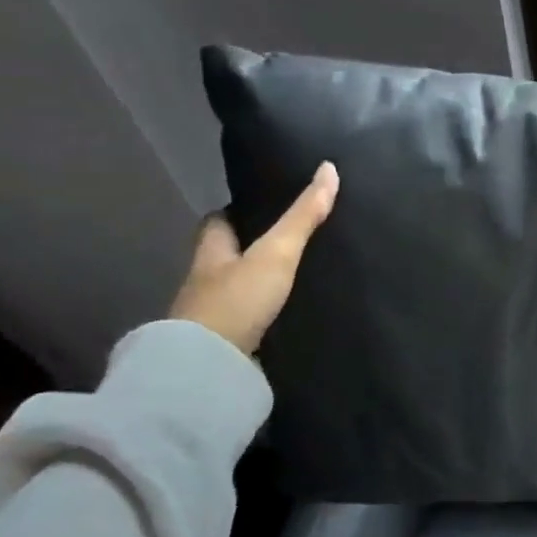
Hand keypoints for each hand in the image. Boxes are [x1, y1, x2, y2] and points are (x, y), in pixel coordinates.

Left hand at [170, 162, 338, 354]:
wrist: (210, 368)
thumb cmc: (237, 300)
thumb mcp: (276, 252)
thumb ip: (302, 216)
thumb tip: (329, 168)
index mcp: (211, 251)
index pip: (219, 222)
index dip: (240, 212)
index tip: (268, 206)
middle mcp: (207, 280)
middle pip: (230, 256)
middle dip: (255, 249)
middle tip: (295, 242)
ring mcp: (215, 315)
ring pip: (241, 289)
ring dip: (262, 284)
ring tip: (302, 277)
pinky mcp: (229, 344)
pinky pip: (251, 321)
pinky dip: (267, 316)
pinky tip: (292, 314)